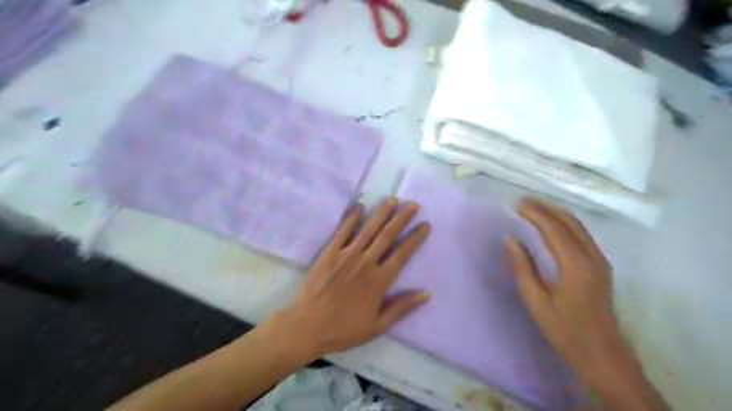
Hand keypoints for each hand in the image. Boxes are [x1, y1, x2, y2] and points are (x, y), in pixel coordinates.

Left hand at [271, 198, 429, 360]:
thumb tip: (426, 293)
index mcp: (380, 280)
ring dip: (381, 212)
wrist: (308, 326)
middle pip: (388, 235)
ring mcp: (347, 254)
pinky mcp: (330, 252)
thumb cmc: (344, 328)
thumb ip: (402, 307)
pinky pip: (343, 231)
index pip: (403, 253)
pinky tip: (360, 206)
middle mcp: (366, 262)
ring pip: (368, 228)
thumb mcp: (378, 325)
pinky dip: (352, 217)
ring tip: (392, 199)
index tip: (426, 224)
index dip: (416, 238)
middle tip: (413, 204)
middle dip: (402, 218)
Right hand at [508, 198, 619, 375]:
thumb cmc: (564, 329)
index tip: (516, 204)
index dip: (535, 214)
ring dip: (556, 213)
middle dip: (546, 208)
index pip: (553, 229)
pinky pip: (583, 235)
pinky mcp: (601, 267)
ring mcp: (600, 261)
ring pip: (579, 227)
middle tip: (524, 201)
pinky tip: (554, 225)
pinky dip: (566, 224)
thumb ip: (523, 268)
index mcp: (575, 265)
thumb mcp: (536, 301)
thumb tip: (510, 240)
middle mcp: (592, 257)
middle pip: (569, 222)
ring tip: (535, 207)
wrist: (602, 355)